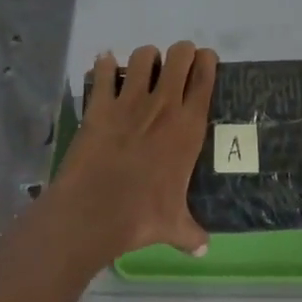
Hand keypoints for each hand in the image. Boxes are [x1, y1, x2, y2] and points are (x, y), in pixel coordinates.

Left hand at [52, 42, 216, 261]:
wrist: (93, 213)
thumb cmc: (141, 217)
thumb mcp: (173, 226)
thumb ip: (191, 232)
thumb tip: (204, 248)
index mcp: (188, 127)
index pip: (205, 78)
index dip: (207, 61)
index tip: (205, 60)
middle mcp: (163, 105)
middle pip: (179, 55)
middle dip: (180, 53)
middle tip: (176, 63)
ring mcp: (130, 101)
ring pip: (143, 55)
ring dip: (145, 58)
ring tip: (142, 69)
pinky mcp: (100, 104)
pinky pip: (104, 71)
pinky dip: (105, 65)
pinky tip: (105, 67)